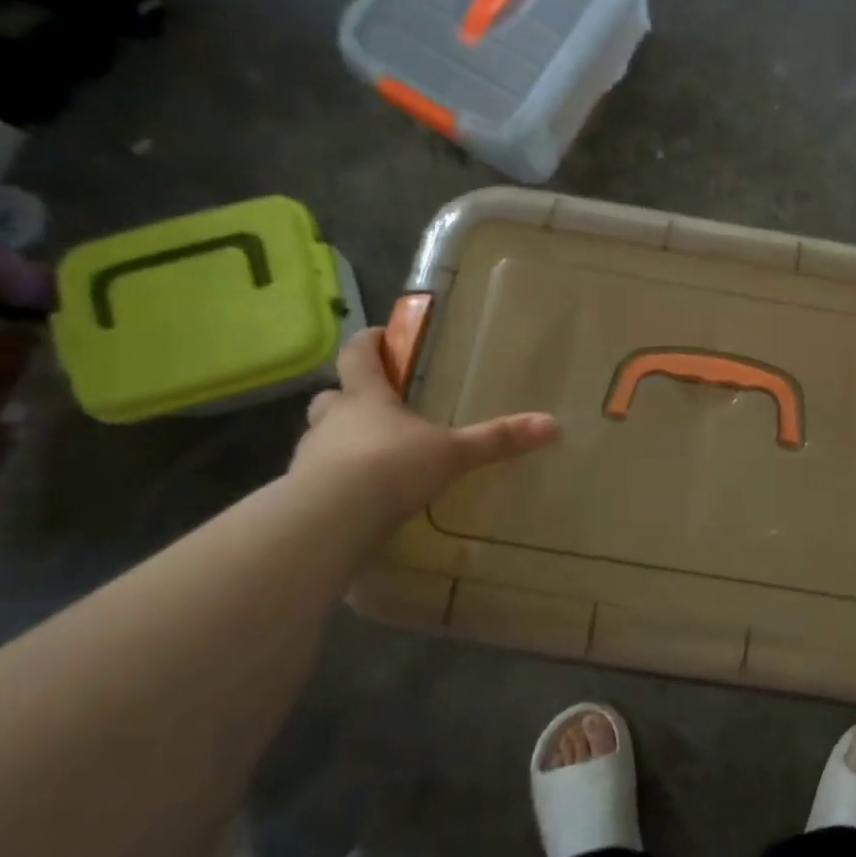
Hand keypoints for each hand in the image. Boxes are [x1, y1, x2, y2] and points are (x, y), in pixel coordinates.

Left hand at [293, 329, 559, 524]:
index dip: (369, 343)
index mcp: (366, 399)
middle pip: (331, 397)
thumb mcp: (454, 453)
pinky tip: (361, 499)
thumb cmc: (392, 467)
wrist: (330, 520)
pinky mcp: (303, 495)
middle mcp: (332, 421)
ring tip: (372, 459)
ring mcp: (311, 458)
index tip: (381, 336)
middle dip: (349, 397)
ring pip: (322, 438)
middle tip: (375, 406)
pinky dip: (338, 482)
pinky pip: (320, 479)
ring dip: (340, 441)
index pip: (358, 356)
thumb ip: (497, 440)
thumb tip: (552, 424)